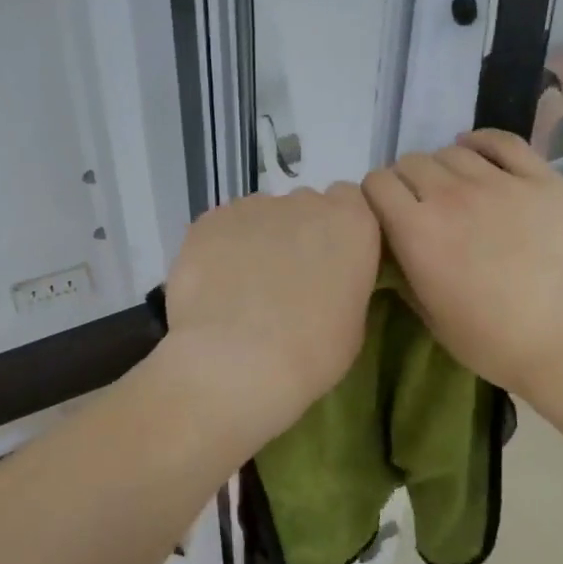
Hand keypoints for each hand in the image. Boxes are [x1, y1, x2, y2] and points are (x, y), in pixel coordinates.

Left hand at [159, 184, 380, 444]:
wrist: (237, 361)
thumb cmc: (312, 353)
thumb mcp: (353, 322)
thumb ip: (344, 283)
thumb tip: (326, 282)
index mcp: (352, 223)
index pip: (350, 202)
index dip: (338, 230)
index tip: (331, 260)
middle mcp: (305, 202)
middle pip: (305, 206)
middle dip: (300, 233)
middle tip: (288, 278)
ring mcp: (253, 206)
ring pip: (261, 215)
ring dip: (260, 240)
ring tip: (245, 287)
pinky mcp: (209, 220)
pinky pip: (222, 228)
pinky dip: (222, 249)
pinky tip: (216, 287)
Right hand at [362, 131, 562, 413]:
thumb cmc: (494, 343)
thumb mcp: (431, 318)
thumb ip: (405, 272)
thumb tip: (395, 246)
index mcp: (417, 233)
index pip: (376, 184)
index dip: (376, 197)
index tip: (386, 214)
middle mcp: (451, 197)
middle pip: (411, 162)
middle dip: (407, 181)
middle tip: (421, 206)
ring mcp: (499, 183)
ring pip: (452, 151)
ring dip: (443, 167)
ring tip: (455, 189)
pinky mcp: (541, 178)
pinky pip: (502, 142)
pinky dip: (482, 142)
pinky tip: (479, 155)